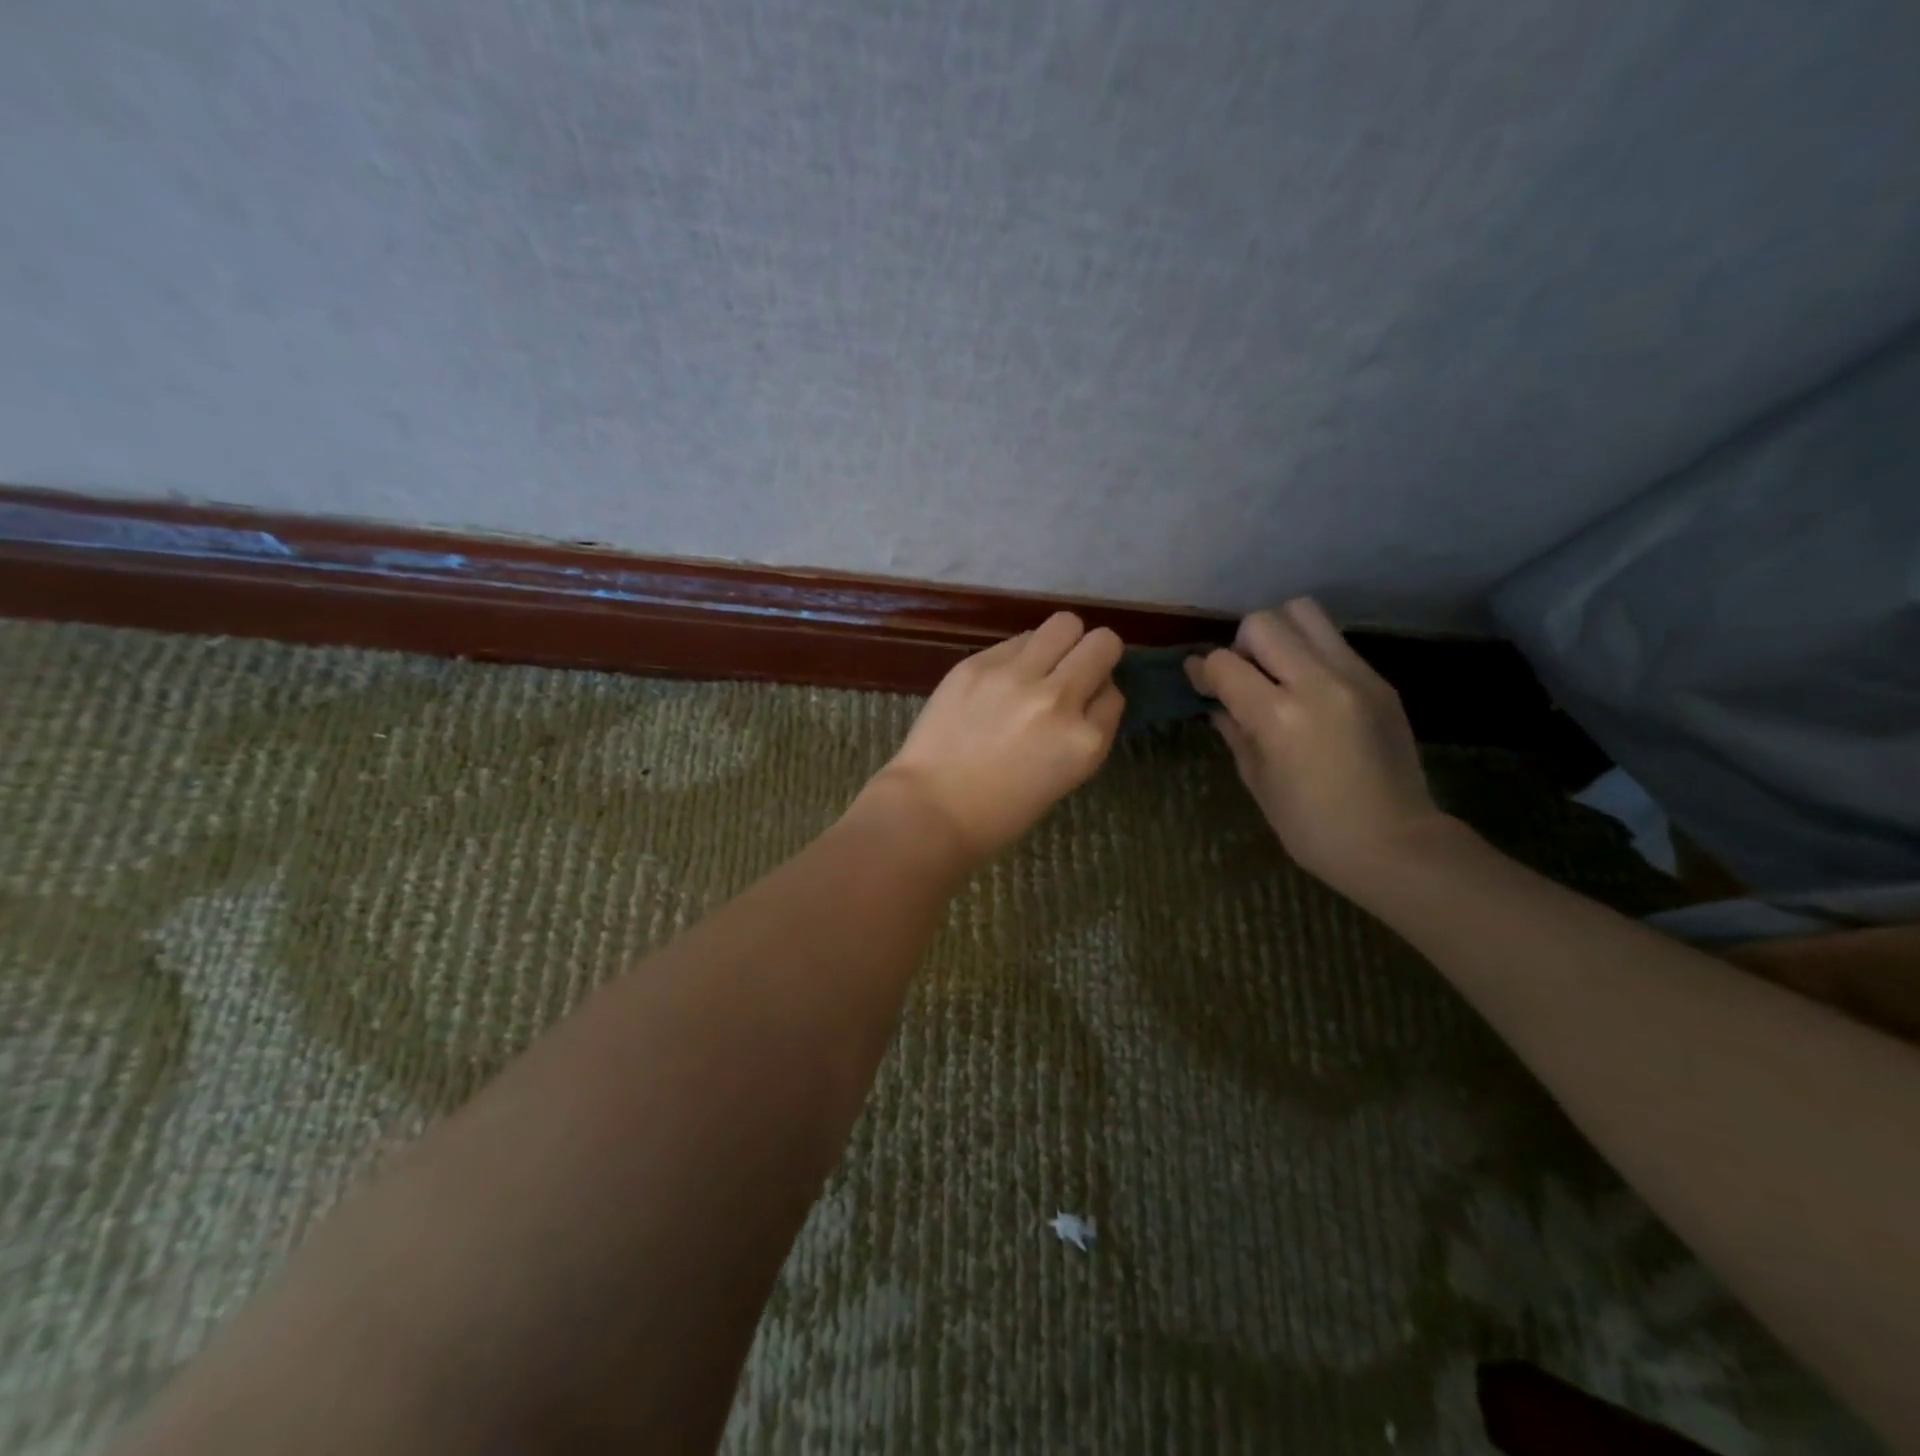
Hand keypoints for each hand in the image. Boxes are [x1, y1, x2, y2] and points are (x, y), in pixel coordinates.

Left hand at [865, 612, 1124, 862]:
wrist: (930, 809)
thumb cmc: (1000, 812)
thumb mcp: (1062, 778)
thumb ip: (1081, 731)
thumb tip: (1086, 692)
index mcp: (1085, 740)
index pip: (1114, 694)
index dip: (1098, 696)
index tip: (1082, 706)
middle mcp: (1059, 699)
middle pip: (1102, 643)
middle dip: (1094, 654)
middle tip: (1072, 670)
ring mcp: (1016, 676)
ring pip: (1064, 625)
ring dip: (1060, 643)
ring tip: (1039, 666)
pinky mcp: (978, 663)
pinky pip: (1017, 640)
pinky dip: (1019, 654)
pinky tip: (1000, 680)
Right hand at [1186, 597, 1447, 895]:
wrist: (1394, 843)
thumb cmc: (1311, 827)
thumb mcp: (1257, 780)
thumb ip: (1234, 729)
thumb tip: (1215, 699)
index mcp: (1278, 716)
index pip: (1224, 662)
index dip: (1203, 670)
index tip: (1200, 683)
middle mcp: (1316, 682)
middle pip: (1263, 622)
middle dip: (1242, 645)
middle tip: (1245, 678)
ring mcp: (1354, 676)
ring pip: (1304, 612)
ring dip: (1280, 634)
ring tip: (1279, 671)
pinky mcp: (1379, 680)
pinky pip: (1334, 642)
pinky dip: (1311, 653)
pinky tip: (1311, 690)